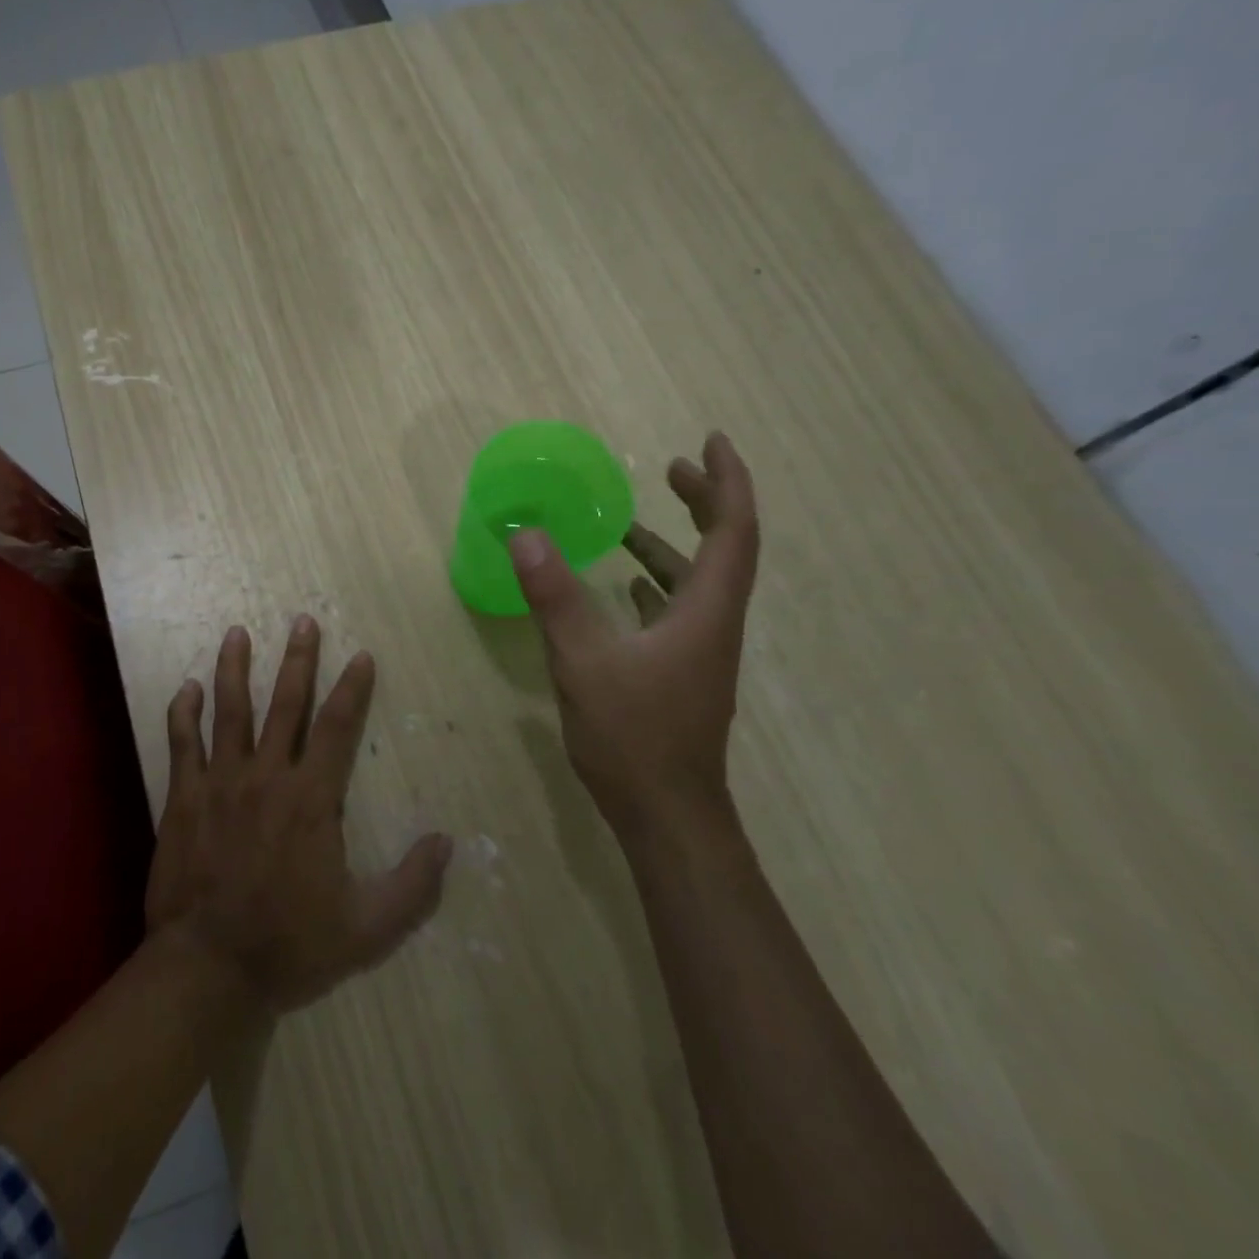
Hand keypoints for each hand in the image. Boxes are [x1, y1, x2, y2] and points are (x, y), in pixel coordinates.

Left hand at [146, 617, 453, 1013]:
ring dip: (234, 668)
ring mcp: (220, 783)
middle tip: (302, 620)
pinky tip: (186, 687)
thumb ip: (411, 885)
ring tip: (237, 633)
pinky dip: (183, 712)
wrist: (209, 967)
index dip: (352, 688)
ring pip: (229, 711)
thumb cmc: (290, 945)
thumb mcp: (367, 928)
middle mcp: (266, 777)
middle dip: (298, 660)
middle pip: (284, 704)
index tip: (362, 655)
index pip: (337, 728)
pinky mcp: (184, 798)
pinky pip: (182, 743)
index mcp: (311, 799)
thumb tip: (446, 842)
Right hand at [510, 432, 760, 836]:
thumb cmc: (634, 737)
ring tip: (630, 524)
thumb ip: (555, 597)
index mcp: (706, 612)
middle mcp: (713, 625)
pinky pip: (677, 611)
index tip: (709, 442)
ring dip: (673, 546)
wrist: (666, 816)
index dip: (727, 482)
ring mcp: (700, 652)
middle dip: (703, 503)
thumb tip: (524, 534)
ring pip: (697, 583)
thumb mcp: (584, 661)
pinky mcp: (682, 674)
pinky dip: (655, 585)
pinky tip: (624, 588)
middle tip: (671, 469)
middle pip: (724, 549)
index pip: (734, 531)